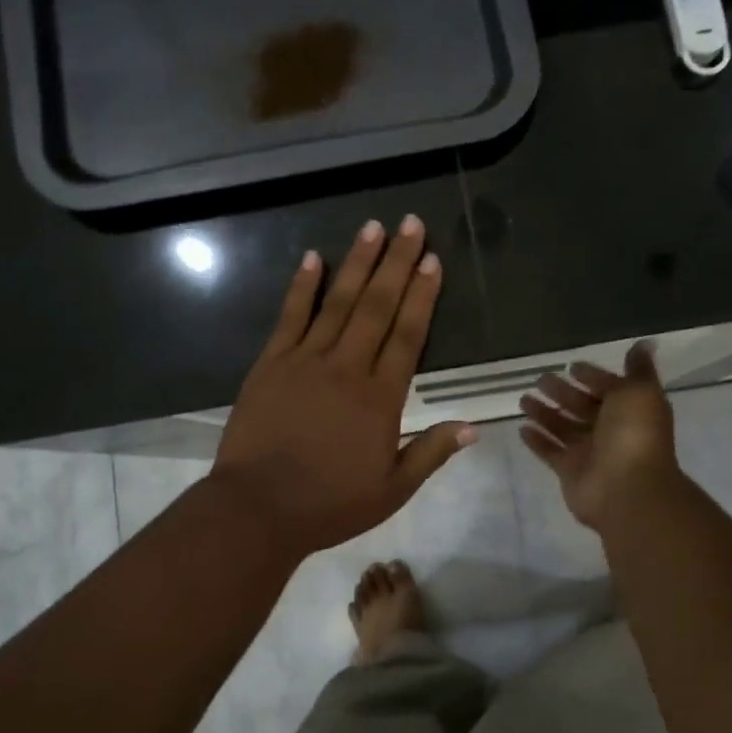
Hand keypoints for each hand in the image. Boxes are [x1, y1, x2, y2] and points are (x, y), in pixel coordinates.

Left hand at [213, 216, 476, 558]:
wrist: (258, 508)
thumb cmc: (330, 503)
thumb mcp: (392, 489)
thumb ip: (431, 452)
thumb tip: (473, 426)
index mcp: (380, 397)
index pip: (408, 335)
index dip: (422, 296)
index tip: (432, 261)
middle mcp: (347, 367)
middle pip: (377, 306)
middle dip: (396, 262)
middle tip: (410, 224)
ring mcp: (306, 360)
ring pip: (338, 302)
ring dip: (357, 262)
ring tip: (372, 227)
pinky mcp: (271, 363)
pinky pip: (291, 316)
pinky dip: (303, 285)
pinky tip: (313, 257)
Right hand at [519, 342, 682, 532]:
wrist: (628, 489)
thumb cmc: (634, 435)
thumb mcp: (640, 393)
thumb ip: (638, 370)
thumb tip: (644, 344)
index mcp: (628, 409)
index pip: (608, 388)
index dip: (592, 376)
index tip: (571, 366)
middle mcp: (610, 430)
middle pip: (581, 406)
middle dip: (562, 392)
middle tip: (539, 379)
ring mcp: (589, 452)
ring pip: (563, 427)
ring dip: (544, 413)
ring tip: (523, 399)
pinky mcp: (569, 471)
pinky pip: (550, 452)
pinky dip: (537, 441)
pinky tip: (522, 428)